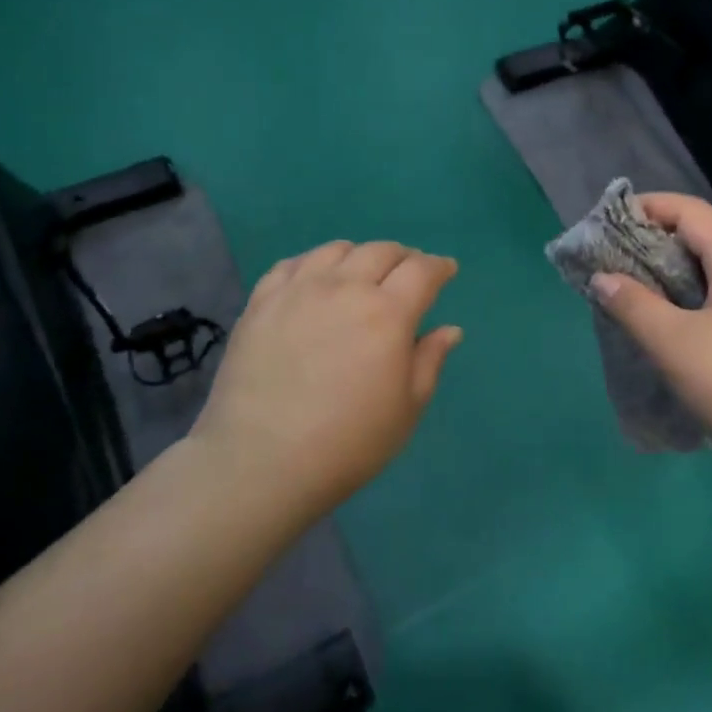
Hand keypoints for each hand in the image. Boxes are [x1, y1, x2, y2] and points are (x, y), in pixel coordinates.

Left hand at [187, 240, 461, 515]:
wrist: (261, 462)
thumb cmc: (348, 443)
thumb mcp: (407, 408)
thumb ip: (430, 360)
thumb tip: (450, 330)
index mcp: (388, 313)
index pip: (422, 270)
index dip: (439, 266)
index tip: (446, 271)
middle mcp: (344, 288)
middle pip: (381, 251)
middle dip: (404, 257)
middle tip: (409, 274)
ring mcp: (298, 290)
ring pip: (336, 250)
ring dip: (359, 256)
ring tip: (361, 275)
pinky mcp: (261, 302)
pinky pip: (292, 264)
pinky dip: (314, 263)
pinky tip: (315, 281)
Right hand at [588, 193, 711, 475]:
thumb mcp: (674, 343)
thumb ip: (634, 305)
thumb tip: (602, 278)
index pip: (694, 212)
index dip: (652, 206)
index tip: (611, 219)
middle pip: (703, 239)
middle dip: (656, 239)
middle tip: (614, 255)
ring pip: (711, 273)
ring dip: (670, 272)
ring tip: (631, 287)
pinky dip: (686, 299)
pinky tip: (666, 323)